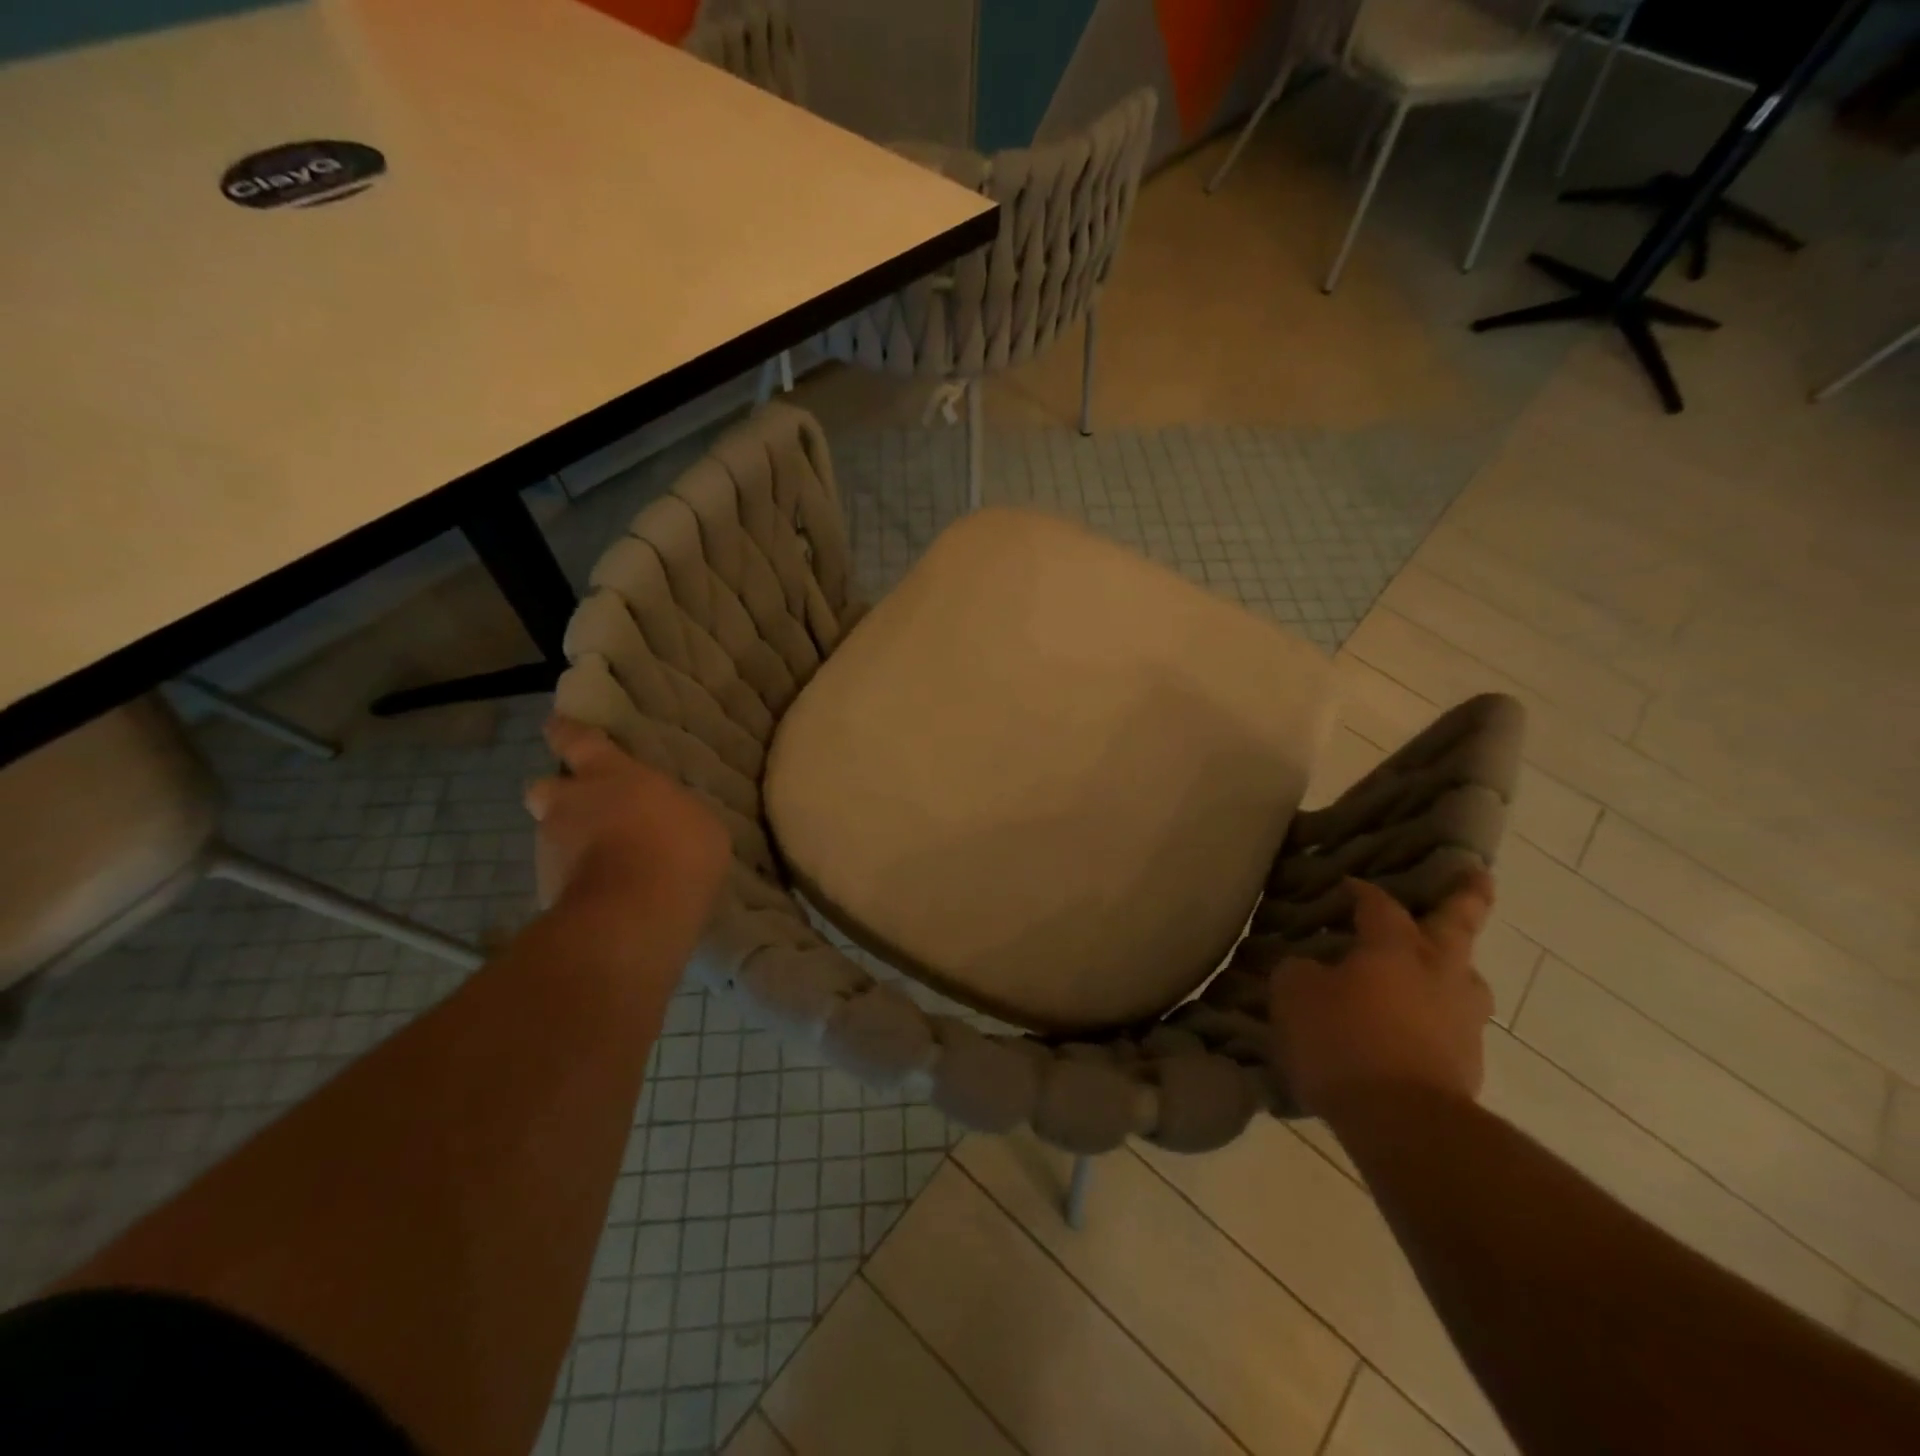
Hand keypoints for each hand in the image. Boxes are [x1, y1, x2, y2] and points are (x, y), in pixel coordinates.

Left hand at [524, 718, 730, 929]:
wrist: (635, 915)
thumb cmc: (676, 849)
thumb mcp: (697, 818)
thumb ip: (671, 810)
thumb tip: (665, 817)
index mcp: (608, 774)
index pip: (577, 739)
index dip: (567, 732)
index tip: (556, 724)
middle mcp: (569, 804)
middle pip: (544, 787)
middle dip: (558, 795)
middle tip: (585, 809)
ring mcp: (552, 850)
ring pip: (553, 836)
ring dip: (573, 843)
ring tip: (608, 863)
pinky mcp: (547, 892)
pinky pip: (563, 877)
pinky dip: (580, 881)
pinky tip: (609, 895)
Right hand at [1269, 871, 1495, 1120]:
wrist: (1403, 1122)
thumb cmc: (1343, 1041)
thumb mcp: (1295, 995)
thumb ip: (1300, 971)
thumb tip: (1310, 967)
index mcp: (1396, 948)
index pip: (1380, 906)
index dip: (1363, 892)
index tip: (1347, 885)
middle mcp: (1439, 974)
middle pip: (1458, 926)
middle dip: (1467, 898)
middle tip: (1477, 875)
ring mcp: (1462, 1020)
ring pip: (1466, 980)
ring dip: (1456, 968)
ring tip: (1440, 968)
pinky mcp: (1468, 1063)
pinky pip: (1453, 1024)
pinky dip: (1437, 1017)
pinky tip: (1414, 1028)